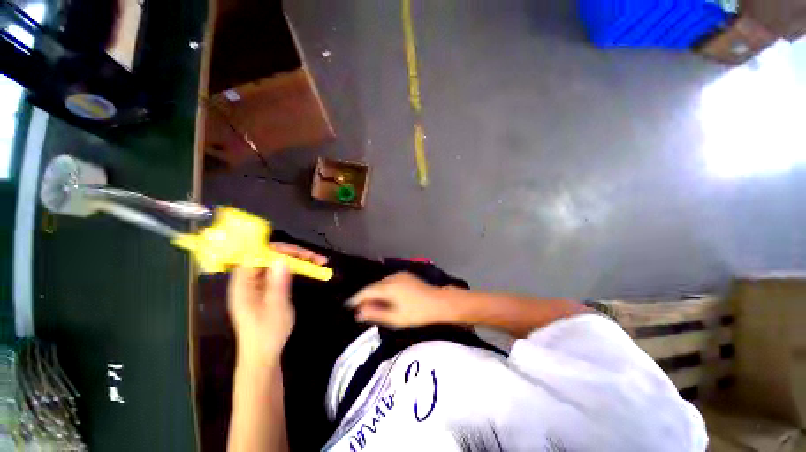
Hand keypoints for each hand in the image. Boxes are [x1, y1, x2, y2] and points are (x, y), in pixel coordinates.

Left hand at [228, 243, 326, 363]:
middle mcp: (249, 279)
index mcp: (243, 283)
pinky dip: (297, 268)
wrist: (262, 356)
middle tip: (317, 258)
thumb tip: (282, 260)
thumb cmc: (267, 334)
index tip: (302, 253)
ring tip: (319, 261)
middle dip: (295, 254)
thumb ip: (278, 283)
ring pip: (278, 262)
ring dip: (299, 259)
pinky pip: (281, 271)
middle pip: (271, 256)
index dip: (280, 250)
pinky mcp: (266, 288)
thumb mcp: (275, 308)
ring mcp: (258, 283)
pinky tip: (309, 268)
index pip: (259, 254)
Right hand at [346, 272, 459, 328]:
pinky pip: (389, 281)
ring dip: (375, 292)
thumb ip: (376, 314)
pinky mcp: (406, 275)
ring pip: (382, 283)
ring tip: (371, 304)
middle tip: (359, 308)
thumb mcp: (395, 318)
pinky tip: (385, 297)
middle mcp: (392, 277)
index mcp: (388, 287)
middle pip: (374, 286)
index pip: (367, 291)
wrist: (439, 302)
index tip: (348, 305)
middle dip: (366, 296)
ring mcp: (400, 275)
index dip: (356, 298)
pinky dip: (384, 289)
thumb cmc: (417, 313)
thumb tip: (359, 313)